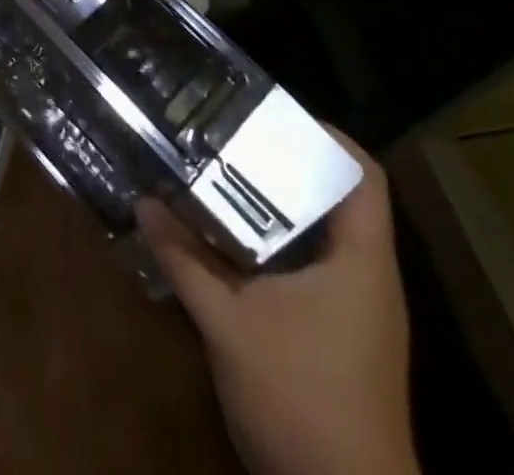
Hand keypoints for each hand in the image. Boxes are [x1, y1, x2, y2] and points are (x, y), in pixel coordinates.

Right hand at [137, 133, 417, 474]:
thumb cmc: (300, 399)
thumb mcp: (229, 322)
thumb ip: (185, 259)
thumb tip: (144, 203)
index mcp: (361, 261)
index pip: (362, 175)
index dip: (325, 135)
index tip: (271, 114)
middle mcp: (369, 277)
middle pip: (336, 197)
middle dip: (286, 164)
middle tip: (231, 139)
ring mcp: (359, 310)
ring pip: (322, 234)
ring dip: (278, 206)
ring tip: (224, 176)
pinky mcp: (342, 335)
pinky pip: (313, 267)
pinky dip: (276, 245)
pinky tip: (232, 242)